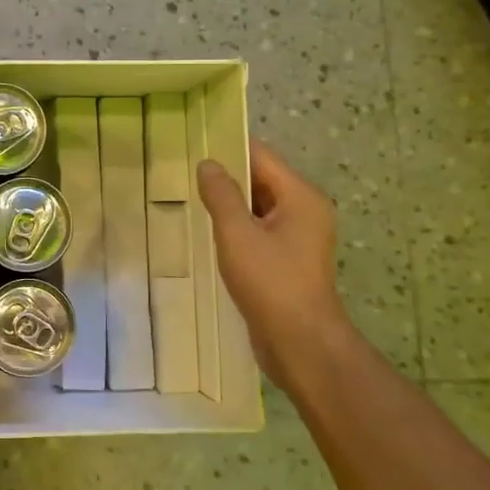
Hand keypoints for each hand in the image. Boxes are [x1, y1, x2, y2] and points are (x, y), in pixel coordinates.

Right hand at [196, 138, 355, 390]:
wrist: (301, 344)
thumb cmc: (271, 283)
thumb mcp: (238, 234)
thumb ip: (221, 195)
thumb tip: (207, 164)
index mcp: (300, 197)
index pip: (261, 157)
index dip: (228, 148)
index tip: (194, 145)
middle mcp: (305, 212)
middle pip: (261, 181)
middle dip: (226, 179)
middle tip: (185, 174)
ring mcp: (299, 238)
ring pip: (258, 209)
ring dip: (230, 206)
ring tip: (191, 200)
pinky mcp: (288, 262)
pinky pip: (259, 232)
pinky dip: (237, 229)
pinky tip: (209, 234)